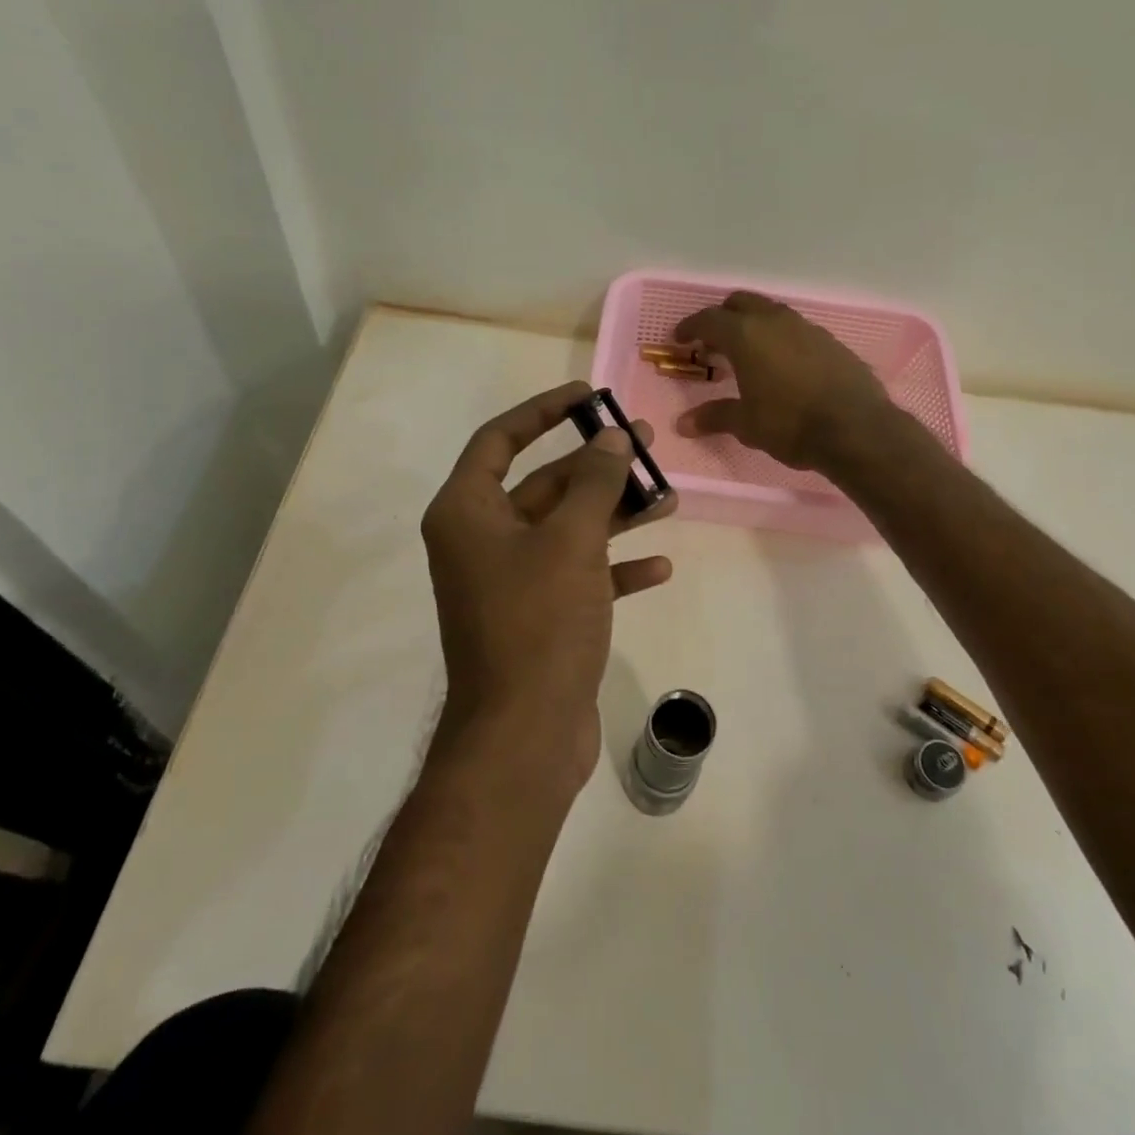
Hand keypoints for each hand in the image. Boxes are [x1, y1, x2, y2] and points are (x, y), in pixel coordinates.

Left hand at [421, 380, 675, 792]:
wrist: (524, 736)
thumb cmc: (538, 623)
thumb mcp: (571, 541)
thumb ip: (594, 483)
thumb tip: (612, 438)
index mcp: (467, 513)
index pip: (499, 439)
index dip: (543, 411)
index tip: (590, 397)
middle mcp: (481, 541)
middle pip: (542, 484)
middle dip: (595, 465)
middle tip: (646, 444)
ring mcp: (509, 581)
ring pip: (565, 530)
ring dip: (613, 514)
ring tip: (667, 498)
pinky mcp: (537, 617)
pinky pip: (577, 576)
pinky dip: (613, 568)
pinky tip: (658, 568)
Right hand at [674, 292, 895, 471]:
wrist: (856, 429)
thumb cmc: (790, 424)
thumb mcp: (746, 424)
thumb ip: (714, 417)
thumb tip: (682, 424)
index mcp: (746, 335)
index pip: (709, 320)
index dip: (690, 327)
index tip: (680, 338)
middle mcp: (774, 321)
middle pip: (741, 303)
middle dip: (723, 317)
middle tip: (713, 341)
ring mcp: (806, 328)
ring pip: (771, 313)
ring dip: (754, 326)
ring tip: (747, 353)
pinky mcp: (830, 341)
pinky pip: (795, 330)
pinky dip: (780, 339)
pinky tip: (782, 365)